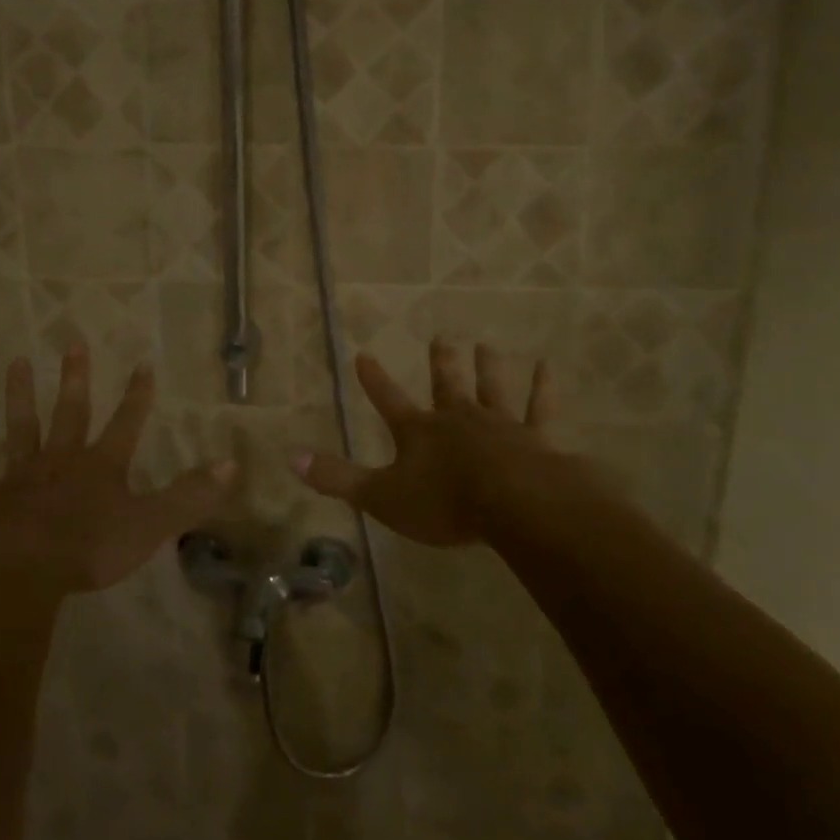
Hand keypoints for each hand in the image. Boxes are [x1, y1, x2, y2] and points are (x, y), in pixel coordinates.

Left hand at [0, 345, 231, 597]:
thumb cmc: (90, 549)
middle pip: (71, 412)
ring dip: (20, 395)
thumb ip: (190, 495)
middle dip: (76, 378)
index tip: (142, 363)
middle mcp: (62, 460)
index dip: (137, 395)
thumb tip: (232, 463)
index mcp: (102, 466)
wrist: (21, 573)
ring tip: (16, 362)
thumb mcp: (151, 524)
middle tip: (73, 342)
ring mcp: (21, 476)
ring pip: (22, 427)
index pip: (126, 423)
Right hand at [292, 338, 551, 546]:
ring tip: (486, 344)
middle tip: (441, 336)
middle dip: (440, 362)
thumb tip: (291, 459)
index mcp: (418, 432)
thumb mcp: (380, 496)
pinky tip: (548, 366)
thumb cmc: (443, 502)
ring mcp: (498, 424)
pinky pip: (539, 408)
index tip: (364, 354)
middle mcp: (456, 419)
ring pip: (490, 388)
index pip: (388, 399)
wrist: (512, 503)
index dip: (374, 379)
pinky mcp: (534, 438)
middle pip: (445, 384)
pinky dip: (543, 388)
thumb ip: (337, 479)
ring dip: (487, 367)